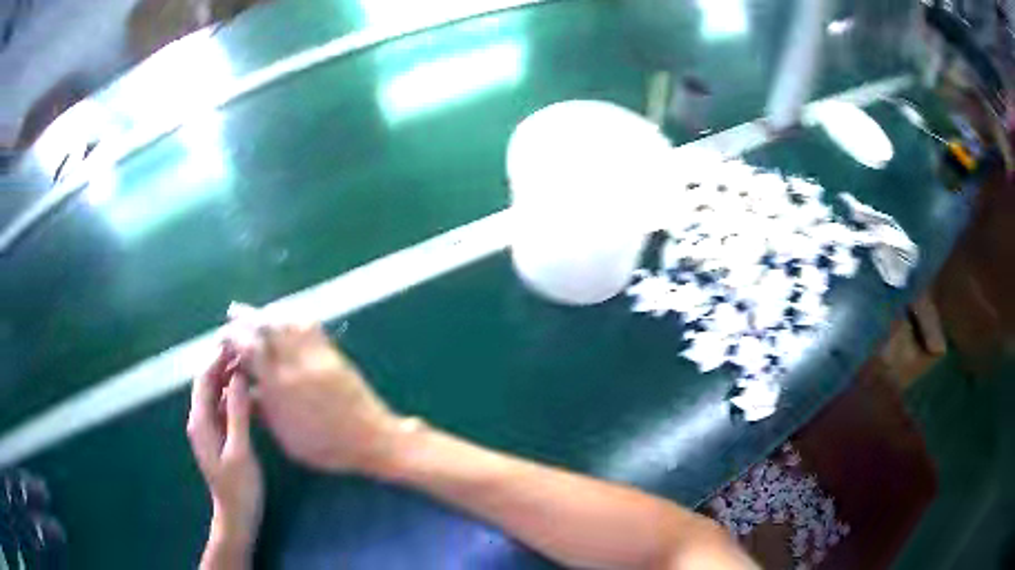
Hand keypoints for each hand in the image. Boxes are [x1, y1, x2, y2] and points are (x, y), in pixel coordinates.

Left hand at [187, 347, 263, 557]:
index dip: (218, 358)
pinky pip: (222, 406)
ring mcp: (208, 428)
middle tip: (248, 350)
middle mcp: (200, 420)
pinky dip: (233, 395)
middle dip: (224, 364)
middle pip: (208, 383)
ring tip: (251, 365)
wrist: (237, 516)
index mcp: (200, 421)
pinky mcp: (218, 435)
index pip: (204, 378)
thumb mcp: (240, 450)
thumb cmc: (239, 487)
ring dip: (229, 378)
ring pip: (215, 393)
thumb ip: (237, 412)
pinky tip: (250, 392)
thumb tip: (239, 377)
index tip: (237, 342)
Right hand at [226, 306, 403, 474]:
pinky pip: (310, 327)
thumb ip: (264, 411)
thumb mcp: (287, 437)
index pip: (249, 349)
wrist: (372, 439)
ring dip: (267, 314)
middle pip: (265, 328)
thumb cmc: (327, 447)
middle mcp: (294, 365)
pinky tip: (287, 318)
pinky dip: (293, 318)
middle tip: (233, 313)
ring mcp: (316, 356)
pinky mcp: (332, 353)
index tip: (222, 335)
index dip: (232, 337)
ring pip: (286, 322)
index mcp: (279, 387)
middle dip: (245, 317)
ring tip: (255, 312)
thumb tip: (245, 390)